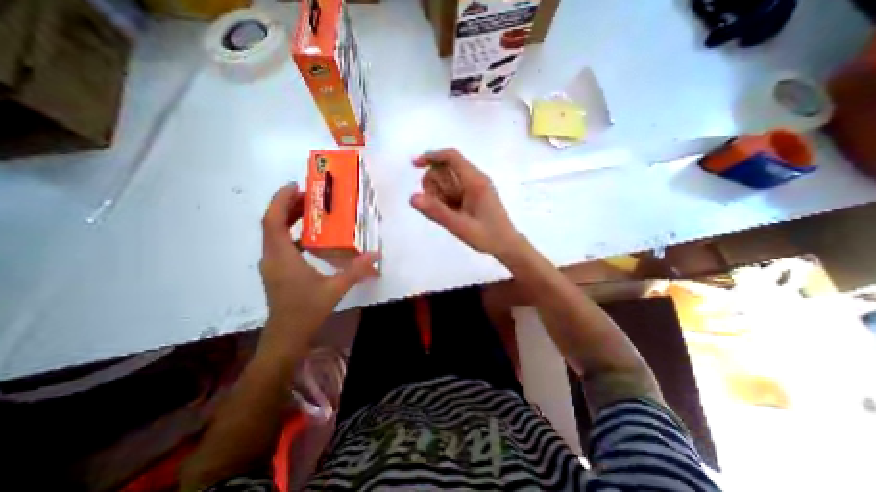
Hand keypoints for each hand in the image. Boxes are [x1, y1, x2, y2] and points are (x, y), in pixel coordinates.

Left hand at [262, 181, 381, 338]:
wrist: (287, 336)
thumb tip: (377, 254)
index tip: (296, 186)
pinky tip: (310, 237)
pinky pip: (280, 244)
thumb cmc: (307, 311)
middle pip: (271, 223)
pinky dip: (292, 234)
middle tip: (310, 196)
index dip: (280, 200)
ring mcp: (272, 264)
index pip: (272, 220)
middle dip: (287, 205)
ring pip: (274, 233)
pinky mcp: (277, 271)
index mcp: (282, 257)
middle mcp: (272, 257)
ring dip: (288, 218)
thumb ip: (356, 270)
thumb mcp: (335, 288)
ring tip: (311, 211)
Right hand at [410, 148, 521, 256]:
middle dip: (435, 186)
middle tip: (442, 208)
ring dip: (440, 194)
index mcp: (475, 181)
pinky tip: (453, 214)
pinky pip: (453, 189)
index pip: (451, 157)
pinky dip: (446, 199)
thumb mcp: (460, 226)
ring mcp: (475, 186)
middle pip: (445, 169)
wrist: (507, 245)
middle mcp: (475, 179)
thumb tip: (413, 197)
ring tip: (450, 214)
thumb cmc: (487, 237)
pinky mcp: (474, 194)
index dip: (431, 156)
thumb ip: (437, 212)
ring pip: (447, 180)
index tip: (415, 165)